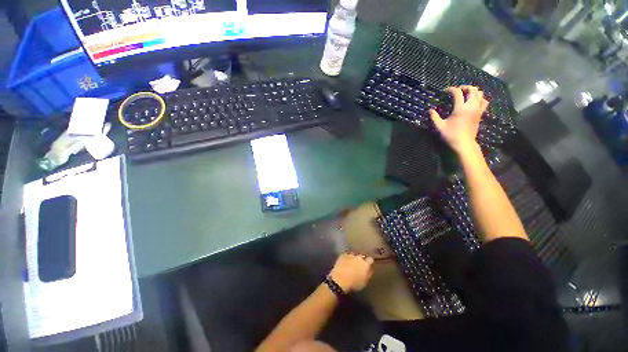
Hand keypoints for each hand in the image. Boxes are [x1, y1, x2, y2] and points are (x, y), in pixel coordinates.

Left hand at [328, 252, 373, 292]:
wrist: (340, 280)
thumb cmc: (354, 284)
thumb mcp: (364, 282)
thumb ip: (368, 274)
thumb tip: (369, 270)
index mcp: (365, 264)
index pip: (370, 260)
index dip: (369, 262)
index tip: (368, 265)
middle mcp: (359, 257)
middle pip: (361, 257)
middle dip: (361, 260)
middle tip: (359, 266)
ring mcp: (350, 255)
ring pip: (354, 255)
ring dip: (353, 258)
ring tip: (351, 264)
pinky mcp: (342, 255)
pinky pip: (346, 255)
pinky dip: (346, 258)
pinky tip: (345, 262)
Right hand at [429, 86, 488, 153]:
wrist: (464, 143)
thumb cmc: (450, 135)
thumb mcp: (439, 126)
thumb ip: (434, 117)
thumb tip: (430, 110)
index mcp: (460, 108)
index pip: (457, 93)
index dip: (451, 89)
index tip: (445, 91)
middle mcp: (471, 106)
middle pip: (472, 90)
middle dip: (465, 87)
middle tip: (457, 90)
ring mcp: (477, 110)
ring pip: (480, 94)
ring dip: (474, 91)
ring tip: (466, 93)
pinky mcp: (480, 114)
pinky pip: (484, 102)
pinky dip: (480, 98)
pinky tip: (474, 101)